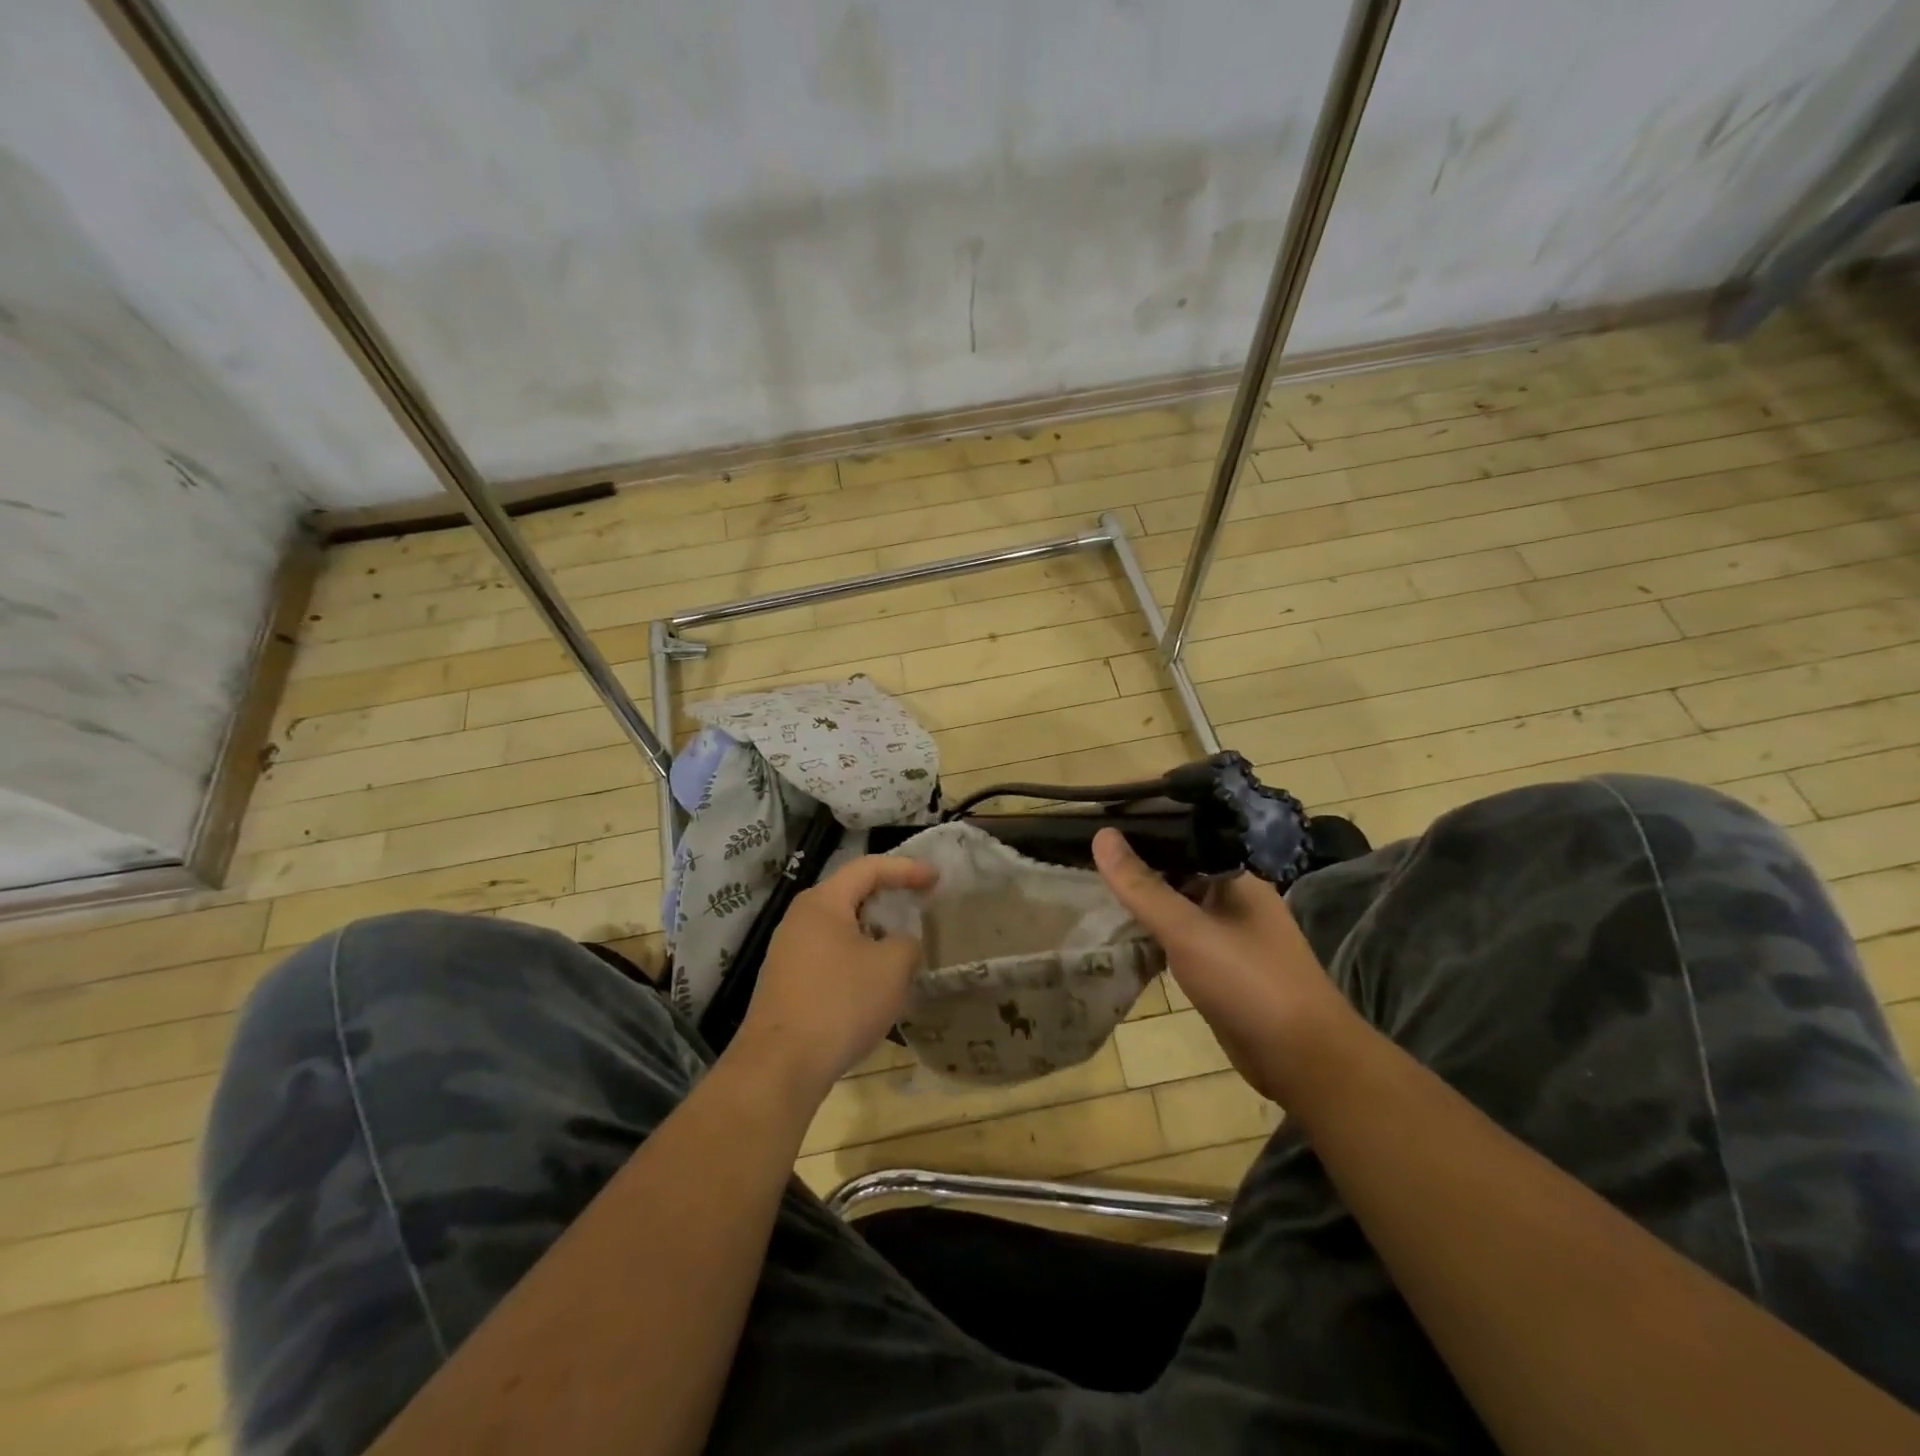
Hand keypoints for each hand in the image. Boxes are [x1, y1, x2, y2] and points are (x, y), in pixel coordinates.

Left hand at [733, 855, 936, 1100]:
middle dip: (889, 900)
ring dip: (874, 935)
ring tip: (902, 950)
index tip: (936, 878)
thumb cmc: (840, 1003)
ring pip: (841, 929)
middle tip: (920, 906)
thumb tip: (900, 945)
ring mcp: (788, 952)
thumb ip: (907, 943)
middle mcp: (799, 919)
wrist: (780, 1066)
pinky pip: (829, 957)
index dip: (906, 868)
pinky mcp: (786, 983)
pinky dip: (857, 960)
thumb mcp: (892, 967)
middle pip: (851, 895)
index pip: (868, 867)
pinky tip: (874, 985)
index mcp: (822, 902)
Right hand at [1093, 827, 1350, 1102]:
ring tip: (1089, 876)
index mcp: (1236, 872)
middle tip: (1082, 844)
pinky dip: (1148, 926)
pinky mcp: (1216, 961)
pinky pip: (1175, 931)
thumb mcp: (1189, 930)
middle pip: (1175, 862)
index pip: (1184, 828)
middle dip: (1134, 856)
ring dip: (1139, 892)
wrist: (1303, 1061)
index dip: (1143, 818)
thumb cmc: (1251, 983)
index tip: (1100, 811)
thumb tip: (1102, 834)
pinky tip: (1116, 924)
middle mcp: (1231, 893)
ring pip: (1173, 898)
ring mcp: (1225, 928)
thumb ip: (1143, 886)